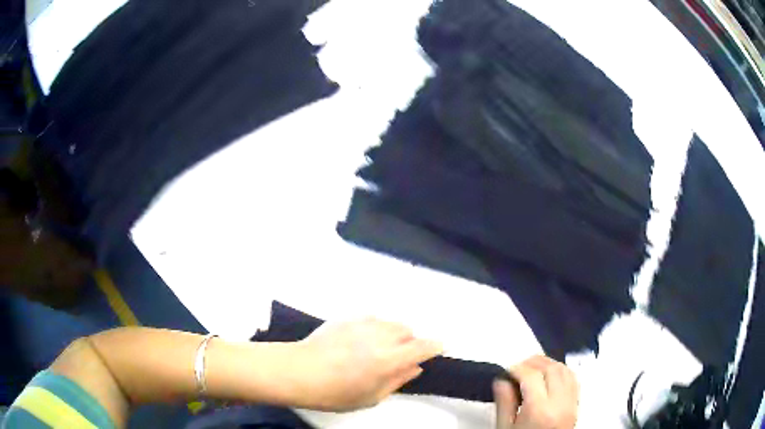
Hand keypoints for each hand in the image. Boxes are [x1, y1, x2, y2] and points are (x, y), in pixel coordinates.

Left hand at [288, 317, 442, 411]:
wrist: (298, 371)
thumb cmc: (334, 392)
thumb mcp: (371, 397)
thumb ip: (397, 381)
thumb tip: (414, 367)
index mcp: (389, 359)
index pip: (422, 347)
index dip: (435, 346)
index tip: (439, 347)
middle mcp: (380, 336)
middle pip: (408, 330)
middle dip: (411, 341)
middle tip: (400, 357)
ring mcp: (362, 324)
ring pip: (390, 322)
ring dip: (393, 333)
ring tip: (380, 348)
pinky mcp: (347, 318)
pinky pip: (371, 319)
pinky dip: (375, 327)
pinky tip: (362, 340)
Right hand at [494, 356, 578, 428]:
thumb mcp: (505, 428)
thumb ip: (504, 403)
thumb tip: (501, 382)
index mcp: (539, 411)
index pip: (531, 376)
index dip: (517, 368)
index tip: (508, 370)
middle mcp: (559, 405)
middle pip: (551, 369)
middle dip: (533, 362)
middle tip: (518, 366)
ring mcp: (571, 404)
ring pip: (565, 370)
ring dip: (549, 364)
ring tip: (534, 368)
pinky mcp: (576, 406)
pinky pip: (574, 380)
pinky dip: (563, 371)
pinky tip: (551, 374)